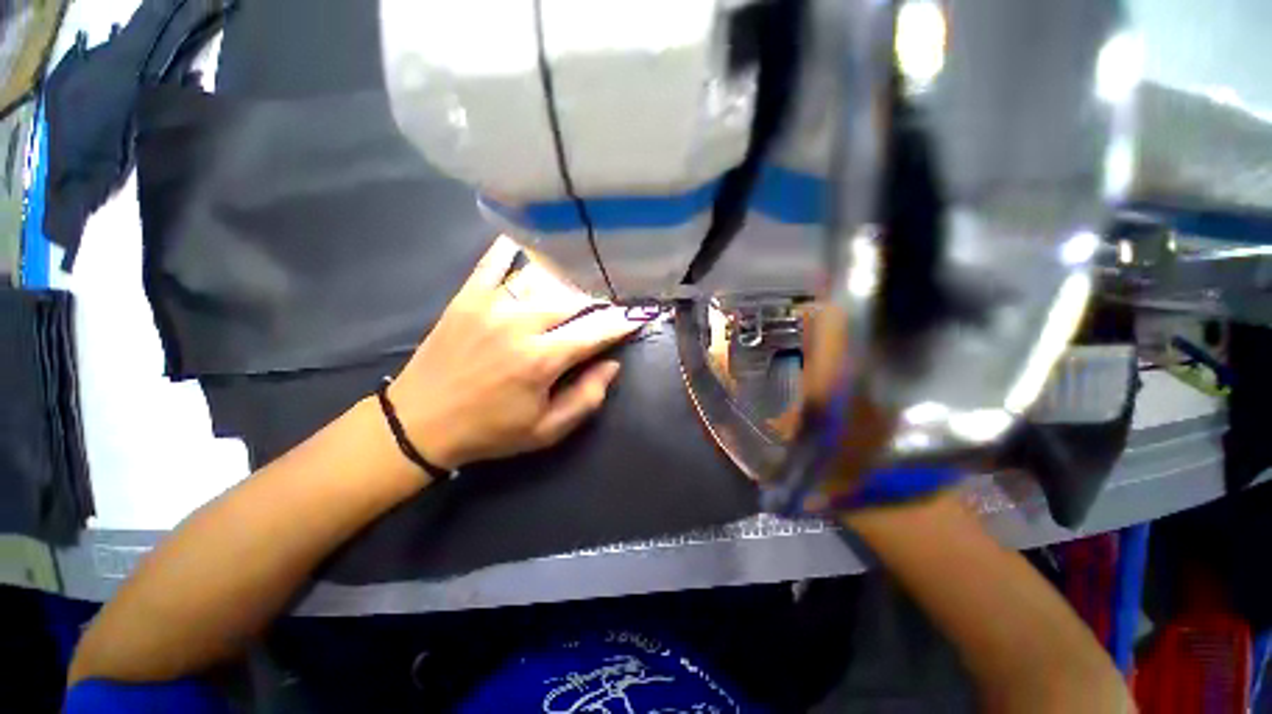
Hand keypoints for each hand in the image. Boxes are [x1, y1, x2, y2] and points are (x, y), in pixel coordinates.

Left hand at [387, 237, 643, 469]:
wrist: (419, 421)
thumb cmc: (490, 431)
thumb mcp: (546, 431)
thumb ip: (586, 398)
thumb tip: (612, 364)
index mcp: (541, 359)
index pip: (596, 331)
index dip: (623, 322)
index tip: (643, 312)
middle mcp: (520, 323)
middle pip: (575, 299)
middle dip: (602, 297)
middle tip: (619, 293)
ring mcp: (491, 304)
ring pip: (544, 278)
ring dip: (571, 276)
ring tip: (589, 270)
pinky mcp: (468, 296)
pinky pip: (495, 260)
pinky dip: (517, 247)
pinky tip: (535, 240)